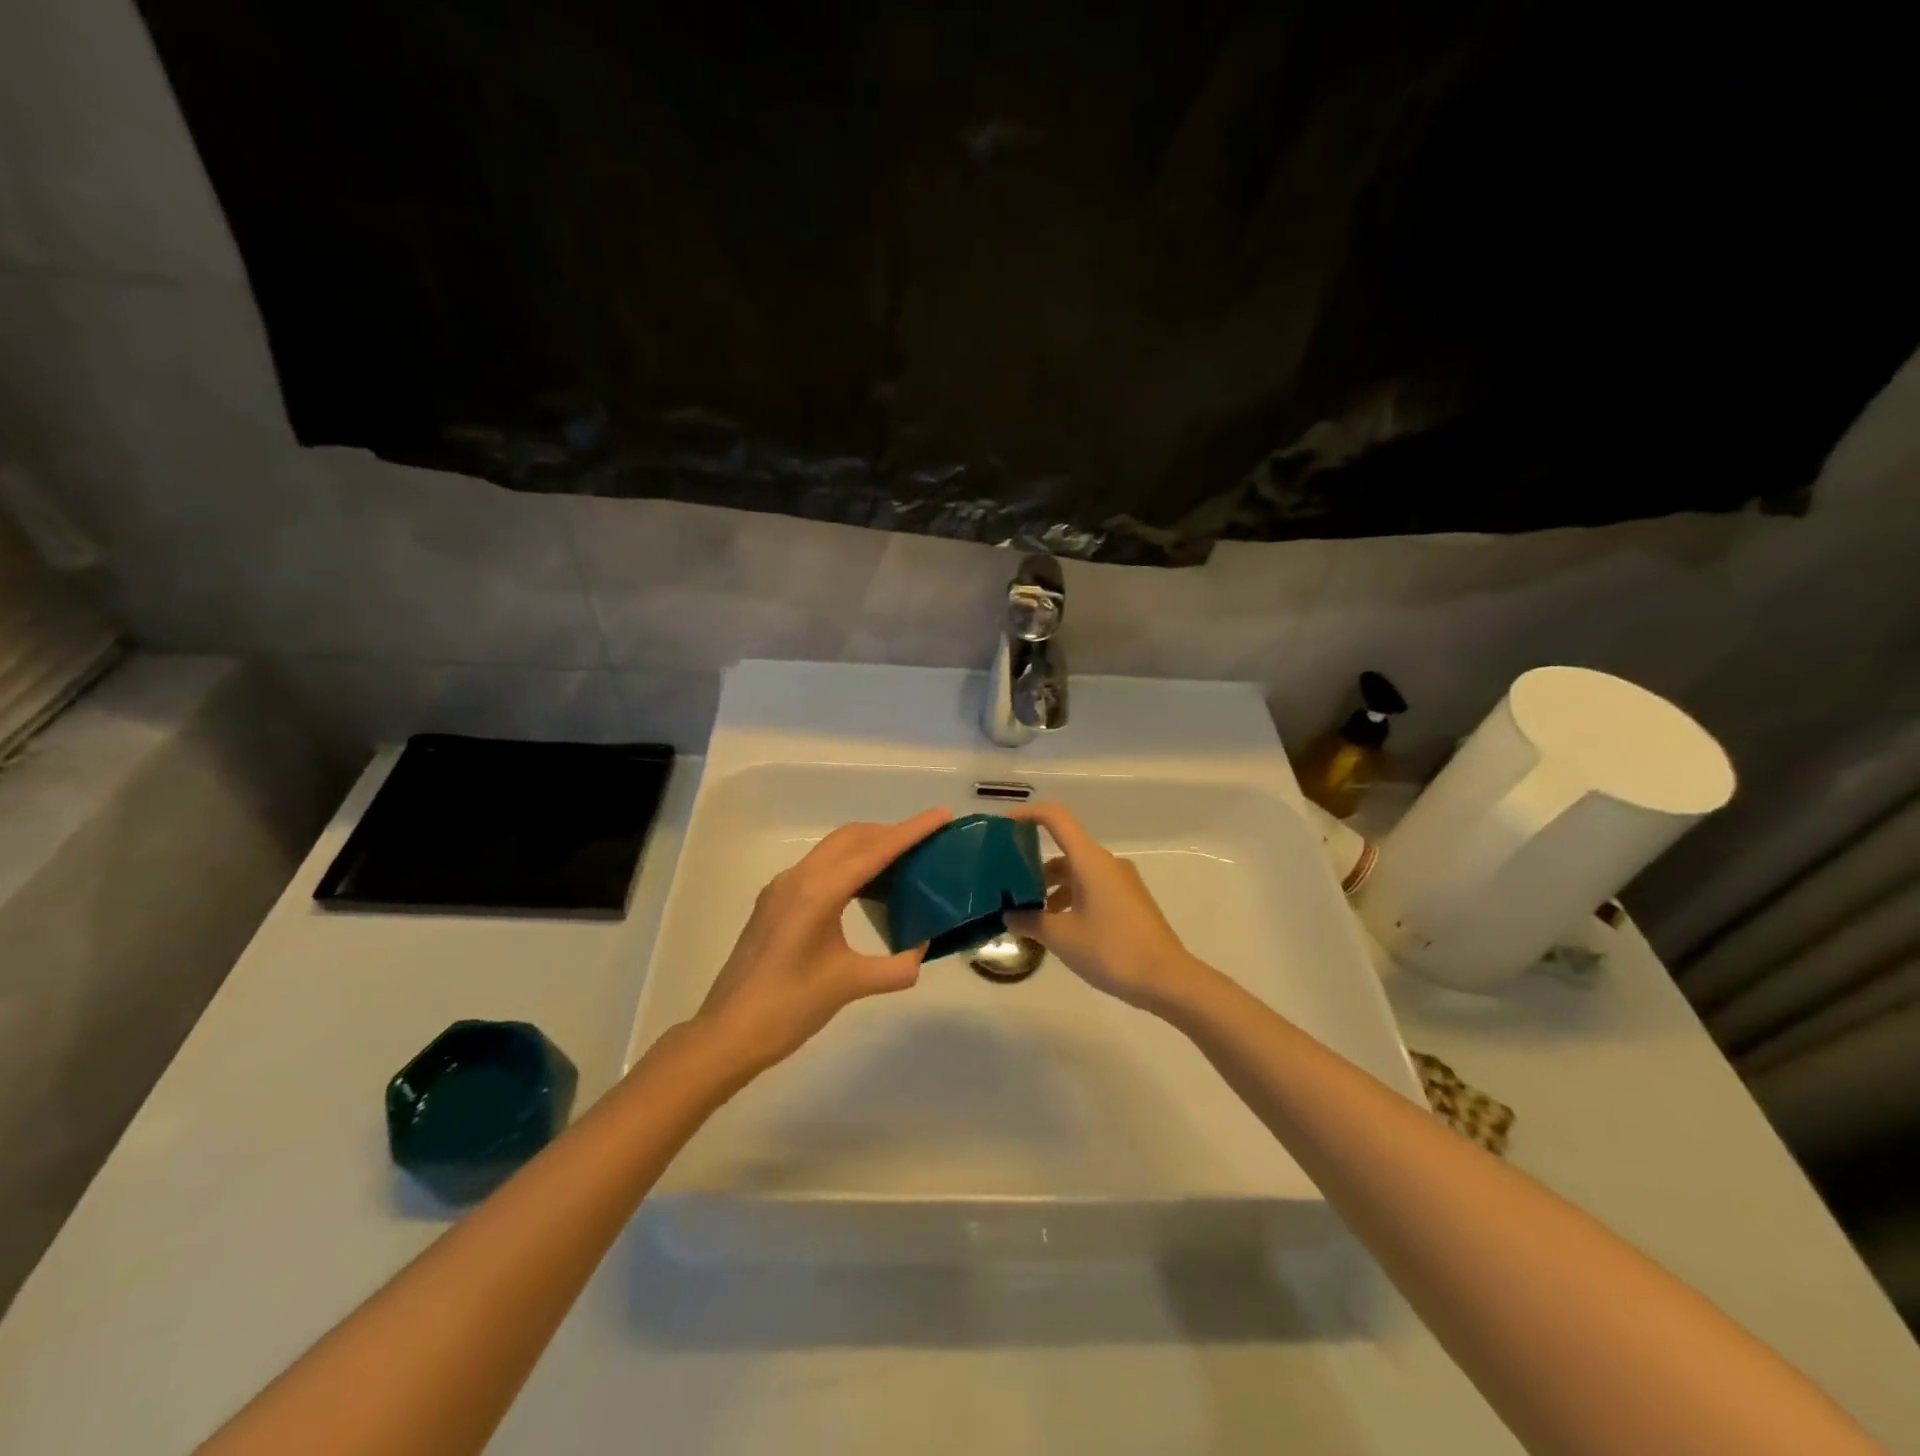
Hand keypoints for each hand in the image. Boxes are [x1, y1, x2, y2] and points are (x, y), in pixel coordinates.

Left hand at [694, 808, 951, 1074]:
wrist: (727, 1034)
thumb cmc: (789, 1008)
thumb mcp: (850, 985)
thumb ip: (896, 967)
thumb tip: (922, 951)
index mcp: (818, 892)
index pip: (875, 851)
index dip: (912, 831)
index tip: (943, 815)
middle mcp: (798, 878)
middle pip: (852, 838)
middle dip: (890, 833)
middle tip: (927, 843)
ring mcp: (782, 888)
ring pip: (833, 850)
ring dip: (868, 847)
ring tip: (903, 864)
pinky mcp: (774, 902)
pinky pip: (819, 867)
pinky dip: (848, 866)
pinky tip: (865, 891)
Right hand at [1003, 801, 1210, 1014]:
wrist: (1167, 979)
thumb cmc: (1111, 950)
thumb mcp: (1061, 937)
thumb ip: (1029, 921)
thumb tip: (1008, 915)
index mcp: (1090, 860)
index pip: (1056, 818)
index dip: (1027, 814)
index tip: (1003, 827)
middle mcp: (1107, 863)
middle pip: (1064, 849)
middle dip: (1033, 864)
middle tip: (1007, 884)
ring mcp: (1121, 882)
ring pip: (1077, 871)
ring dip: (1052, 886)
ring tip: (1029, 914)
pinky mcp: (1129, 901)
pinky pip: (1091, 887)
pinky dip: (1070, 898)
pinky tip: (1058, 928)